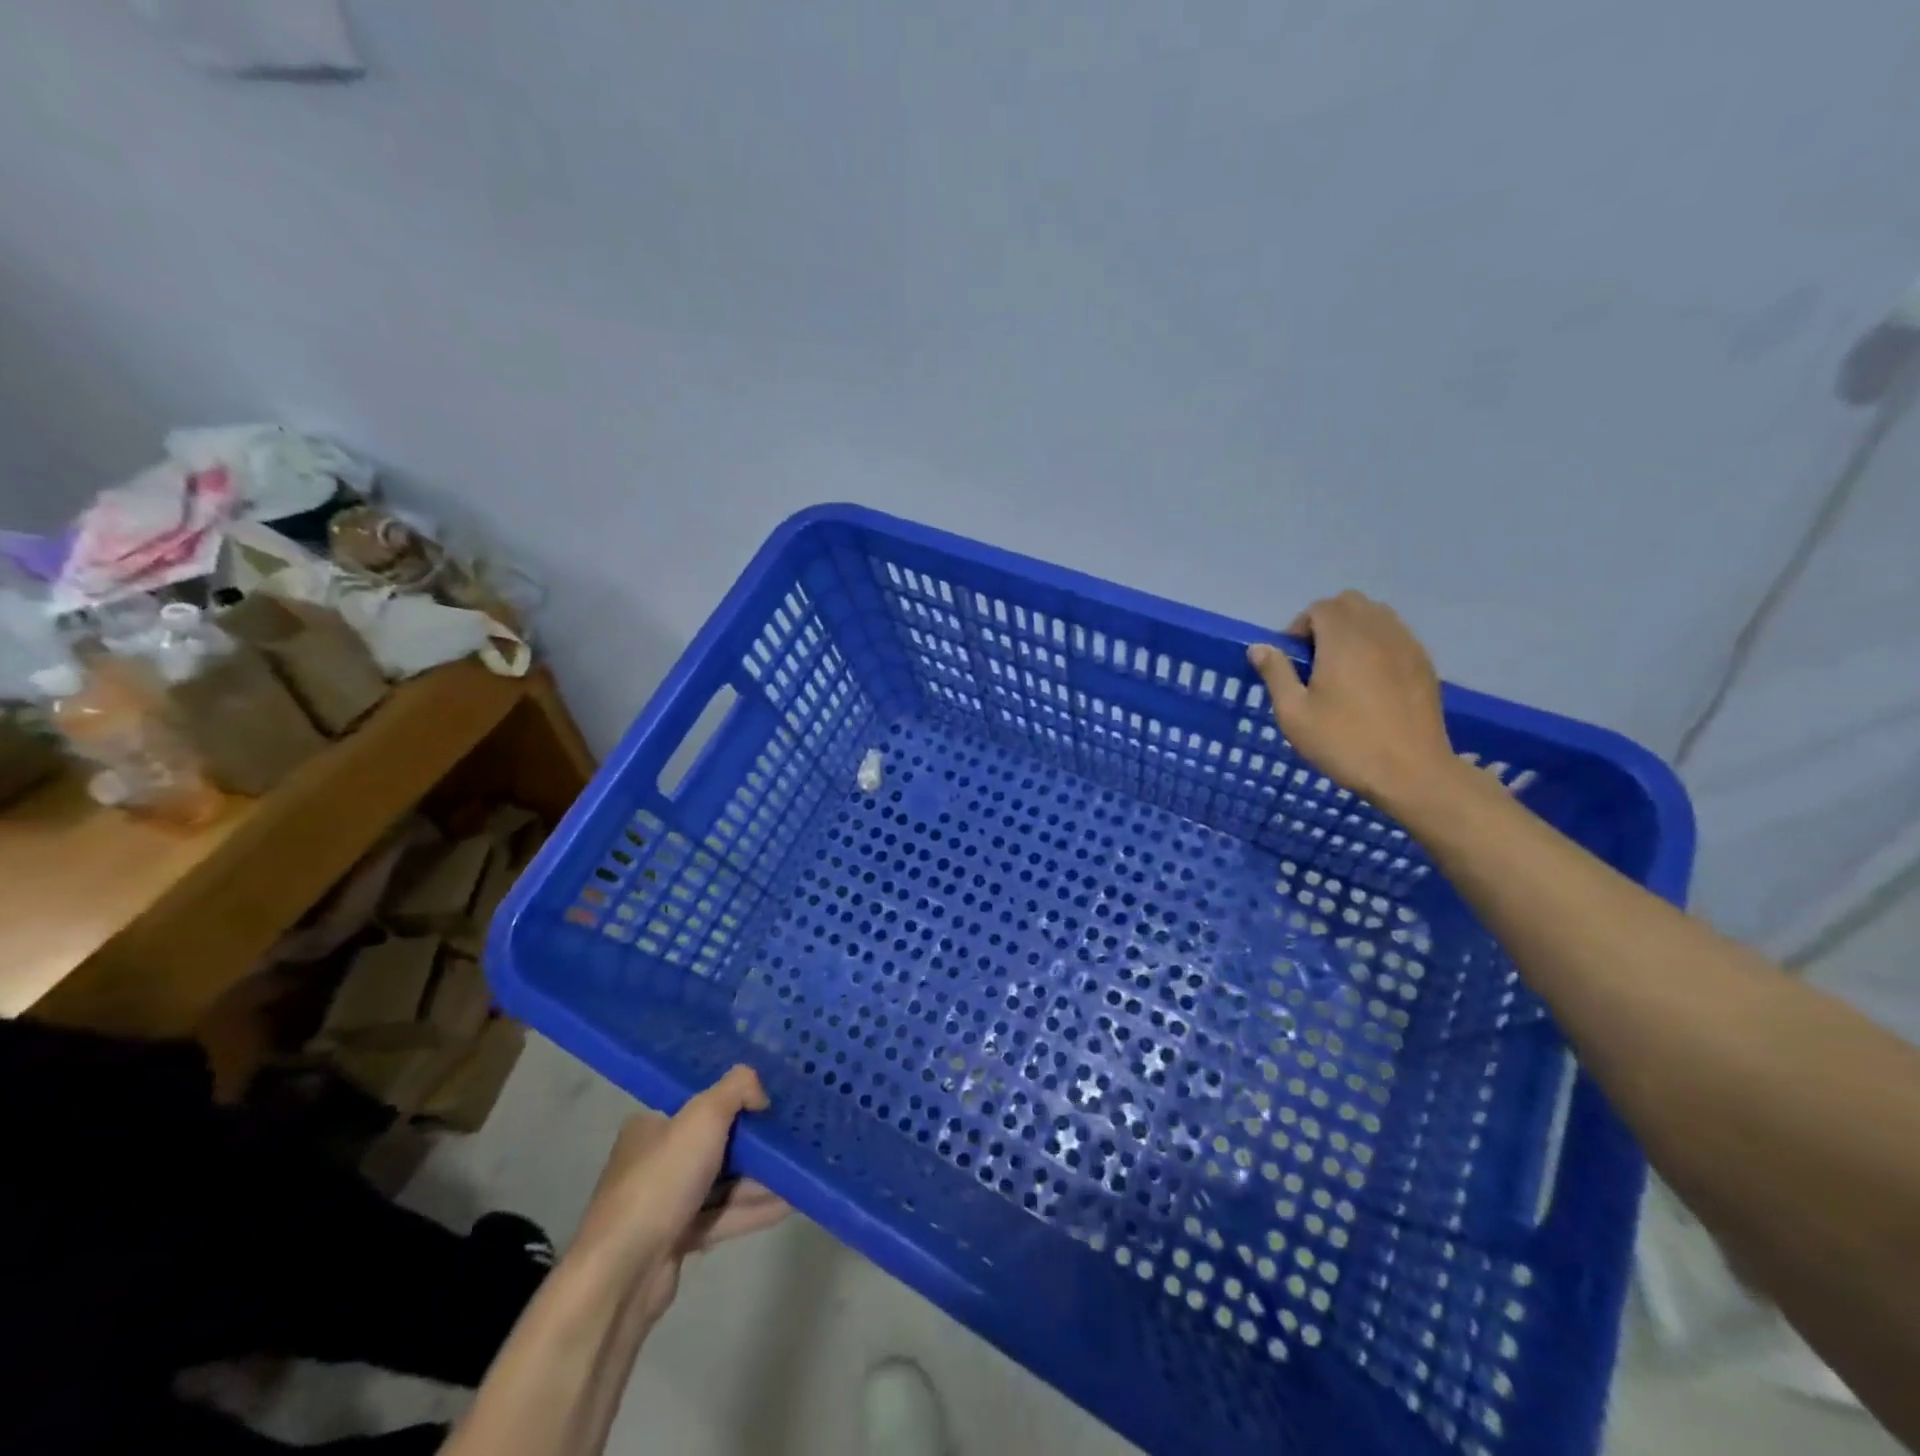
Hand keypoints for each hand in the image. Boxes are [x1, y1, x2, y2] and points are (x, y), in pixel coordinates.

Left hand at [574, 1066, 789, 1324]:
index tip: (772, 1103)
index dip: (736, 1102)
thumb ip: (737, 1089)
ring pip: (722, 1183)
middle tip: (794, 1137)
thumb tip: (761, 1093)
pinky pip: (722, 1216)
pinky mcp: (676, 1240)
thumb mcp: (704, 1115)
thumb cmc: (662, 1181)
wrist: (623, 1273)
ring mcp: (664, 1204)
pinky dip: (753, 1209)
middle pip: (715, 1145)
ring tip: (800, 1170)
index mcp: (651, 1126)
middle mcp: (654, 1161)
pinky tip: (790, 1203)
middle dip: (755, 1144)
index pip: (699, 1105)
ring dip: (760, 1179)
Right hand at [1245, 591, 1456, 811]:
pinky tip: (1370, 680)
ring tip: (1342, 667)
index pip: (1320, 608)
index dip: (1299, 627)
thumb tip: (1259, 647)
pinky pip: (1396, 636)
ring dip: (1354, 630)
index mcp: (1343, 640)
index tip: (1292, 660)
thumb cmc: (1344, 742)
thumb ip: (1276, 674)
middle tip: (1315, 659)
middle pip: (1350, 604)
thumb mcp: (1294, 714)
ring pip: (1377, 616)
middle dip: (1327, 622)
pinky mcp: (1424, 664)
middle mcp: (1378, 632)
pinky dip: (1378, 644)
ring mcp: (1407, 646)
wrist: (1411, 772)